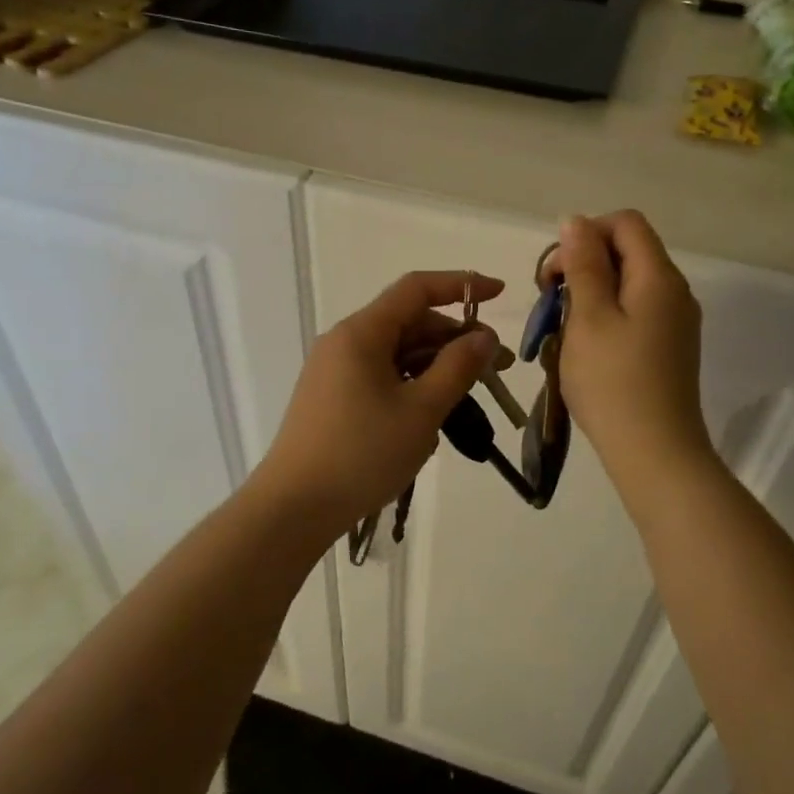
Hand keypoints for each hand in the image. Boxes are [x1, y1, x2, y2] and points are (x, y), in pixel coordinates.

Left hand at [254, 270, 503, 532]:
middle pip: (408, 323)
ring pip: (396, 354)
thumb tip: (484, 336)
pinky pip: (380, 378)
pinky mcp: (332, 399)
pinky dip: (411, 387)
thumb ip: (458, 367)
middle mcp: (344, 342)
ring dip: (435, 368)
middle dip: (454, 340)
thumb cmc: (362, 454)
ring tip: (469, 399)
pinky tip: (430, 418)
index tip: (499, 294)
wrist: (294, 508)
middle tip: (495, 369)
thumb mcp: (421, 410)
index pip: (417, 289)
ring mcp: (335, 372)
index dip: (461, 285)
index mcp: (361, 333)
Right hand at [547, 212, 713, 495]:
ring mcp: (675, 322)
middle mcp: (674, 291)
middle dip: (583, 266)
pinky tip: (586, 351)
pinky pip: (634, 313)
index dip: (585, 234)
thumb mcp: (589, 317)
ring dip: (590, 296)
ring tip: (564, 332)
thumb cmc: (613, 382)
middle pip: (627, 252)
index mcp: (658, 277)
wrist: (655, 453)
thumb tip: (576, 220)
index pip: (625, 223)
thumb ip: (583, 264)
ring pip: (627, 285)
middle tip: (551, 305)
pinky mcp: (669, 348)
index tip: (554, 274)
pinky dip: (605, 318)